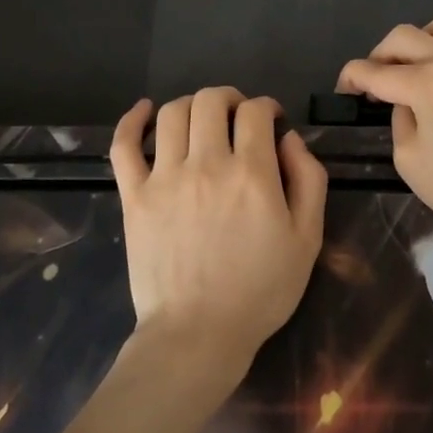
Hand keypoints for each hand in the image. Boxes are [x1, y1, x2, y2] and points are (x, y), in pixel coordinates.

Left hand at [109, 89, 327, 376]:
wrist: (198, 334)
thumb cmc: (261, 290)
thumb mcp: (307, 238)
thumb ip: (308, 180)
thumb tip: (289, 139)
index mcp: (251, 173)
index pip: (256, 111)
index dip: (267, 107)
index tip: (271, 121)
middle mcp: (206, 164)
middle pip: (211, 101)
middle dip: (230, 99)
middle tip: (238, 117)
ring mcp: (164, 178)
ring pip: (172, 113)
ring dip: (192, 105)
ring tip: (202, 120)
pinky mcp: (134, 196)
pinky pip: (124, 145)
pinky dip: (131, 120)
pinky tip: (144, 111)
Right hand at [337, 14, 432, 237]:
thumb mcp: (409, 161)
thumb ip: (400, 120)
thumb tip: (407, 102)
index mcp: (424, 83)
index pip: (372, 71)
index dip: (350, 79)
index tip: (344, 92)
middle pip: (403, 36)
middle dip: (380, 55)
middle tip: (376, 82)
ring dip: (425, 40)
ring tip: (421, 66)